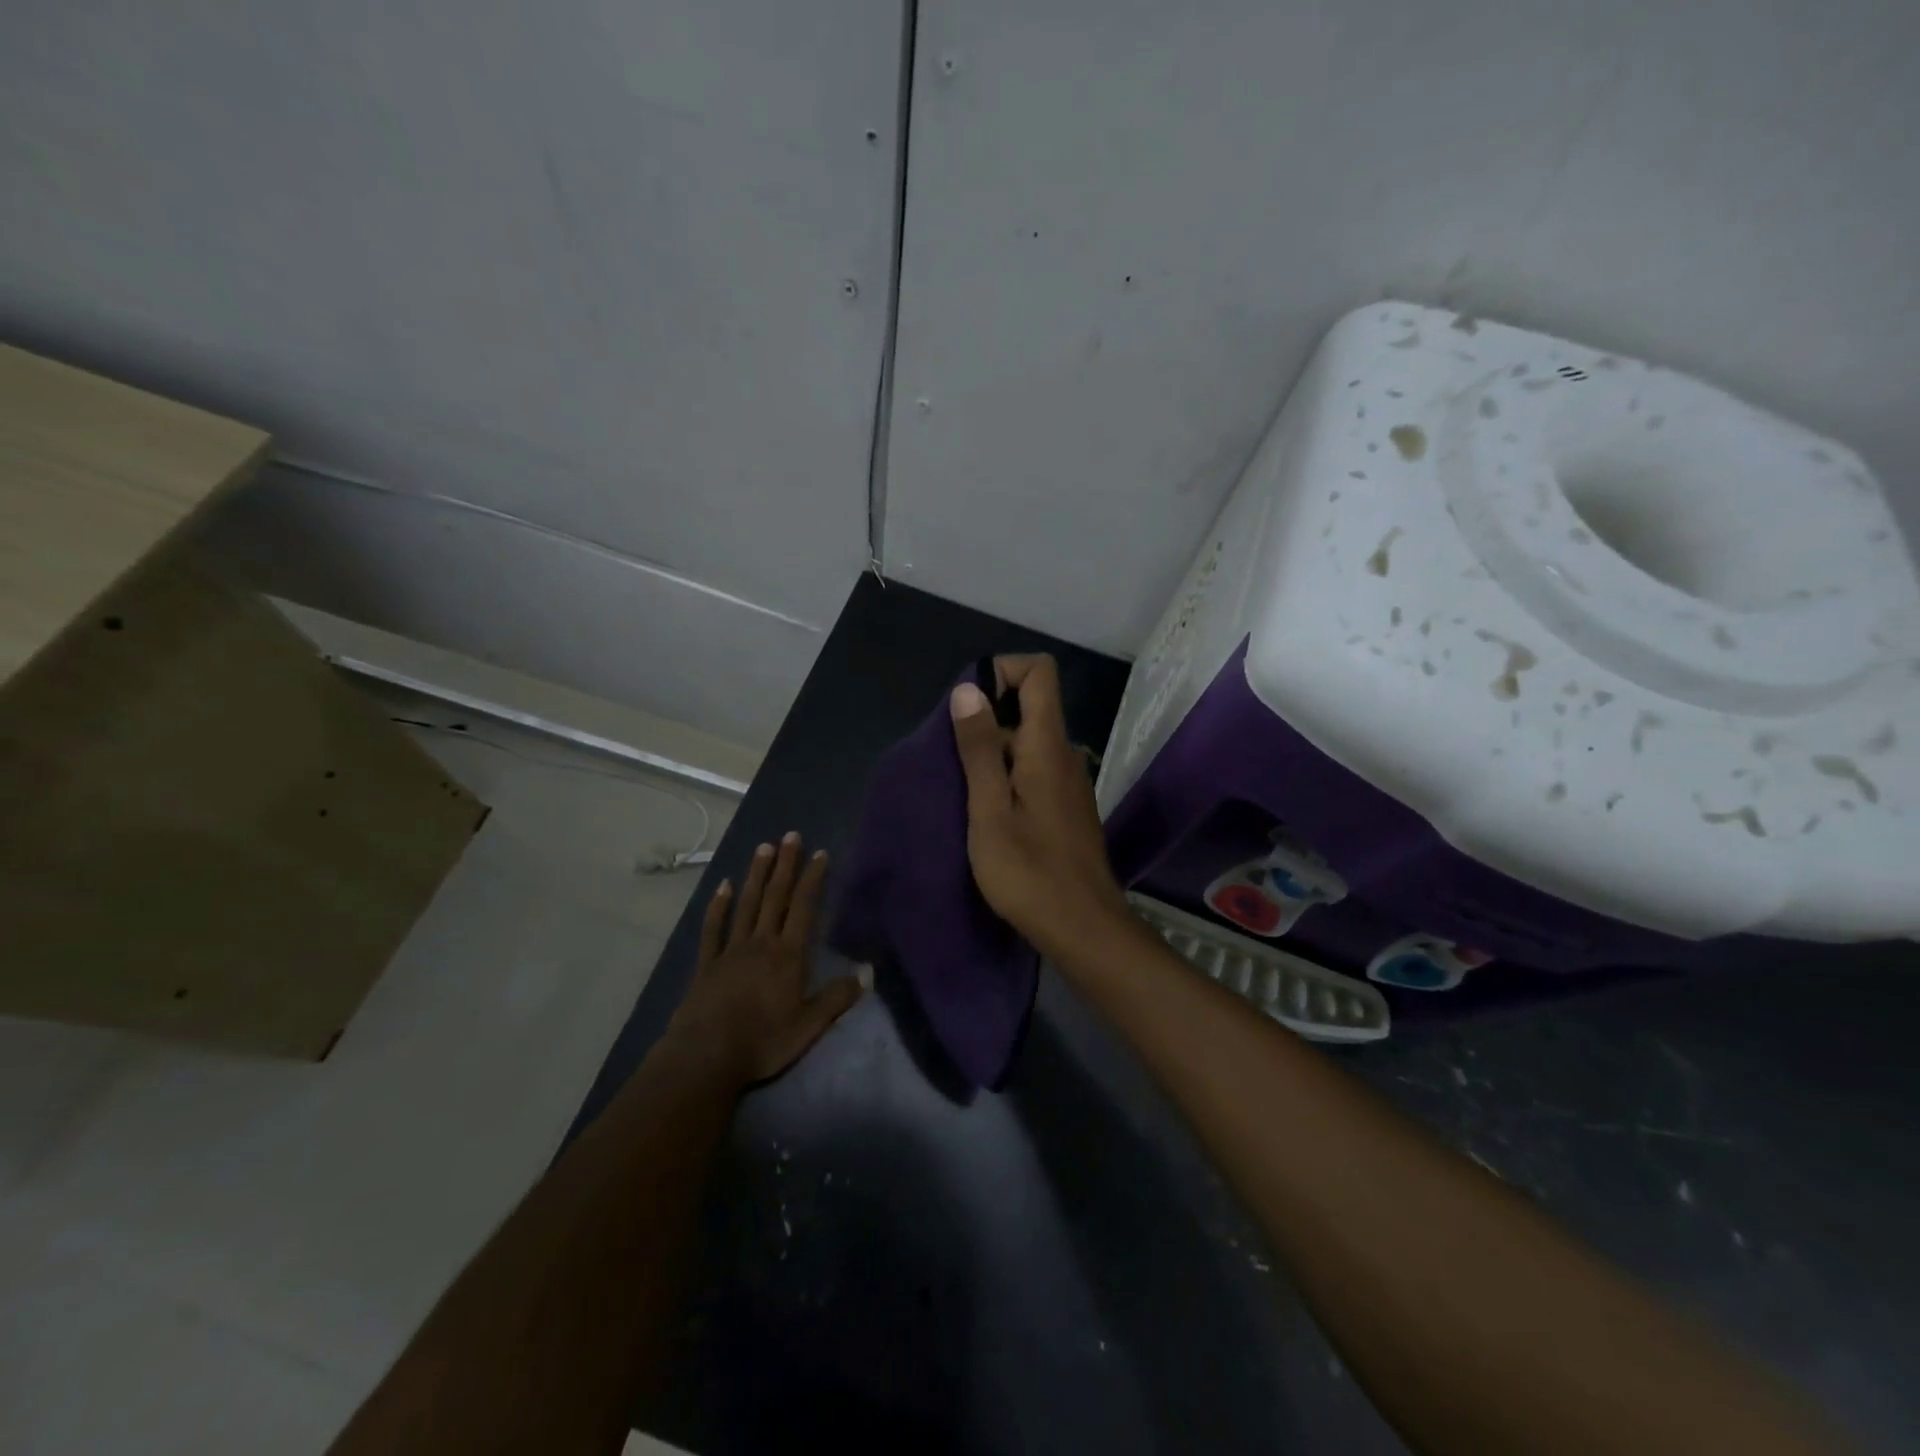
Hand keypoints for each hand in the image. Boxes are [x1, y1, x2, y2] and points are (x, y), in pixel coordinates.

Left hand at [666, 833, 864, 1086]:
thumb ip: (838, 997)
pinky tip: (723, 886)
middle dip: (785, 865)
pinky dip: (719, 906)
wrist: (705, 1057)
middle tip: (790, 836)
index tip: (820, 853)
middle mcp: (761, 943)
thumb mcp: (809, 1026)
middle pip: (775, 897)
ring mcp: (731, 950)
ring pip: (746, 905)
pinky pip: (714, 928)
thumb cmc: (763, 1041)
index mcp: (788, 955)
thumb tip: (869, 972)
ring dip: (756, 875)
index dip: (813, 879)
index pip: (804, 908)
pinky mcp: (706, 964)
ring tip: (763, 848)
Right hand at [949, 654, 1131, 959]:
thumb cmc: (1029, 873)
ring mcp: (1069, 783)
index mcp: (1048, 747)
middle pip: (1030, 707)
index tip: (968, 706)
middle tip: (951, 762)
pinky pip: (1034, 771)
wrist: (1084, 929)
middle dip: (987, 719)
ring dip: (993, 752)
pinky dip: (1007, 776)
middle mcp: (1065, 755)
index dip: (1002, 671)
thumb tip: (969, 689)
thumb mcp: (989, 810)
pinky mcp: (1066, 808)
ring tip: (962, 792)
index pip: (1039, 673)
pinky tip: (986, 813)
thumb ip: (980, 749)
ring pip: (1029, 743)